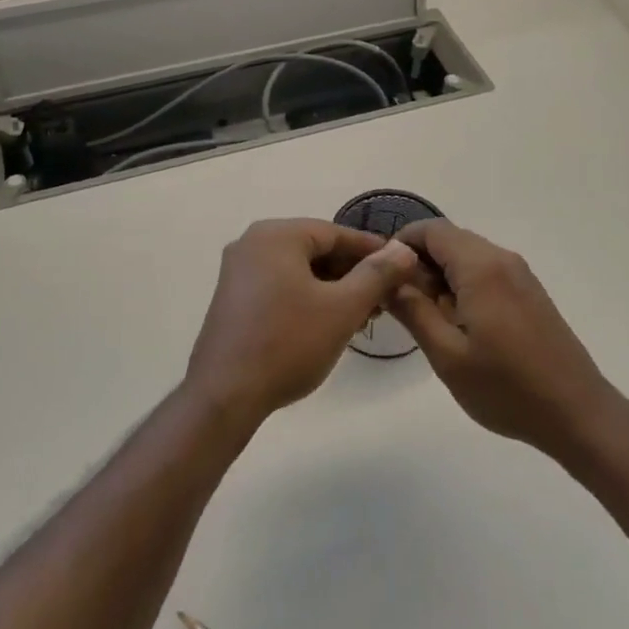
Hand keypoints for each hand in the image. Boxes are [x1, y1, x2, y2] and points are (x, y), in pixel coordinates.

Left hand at [184, 219, 418, 430]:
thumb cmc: (288, 344)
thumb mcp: (342, 308)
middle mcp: (252, 243)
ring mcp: (238, 271)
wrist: (225, 396)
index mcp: (276, 235)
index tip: (402, 267)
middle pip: (316, 249)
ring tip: (363, 314)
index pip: (336, 233)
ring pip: (299, 270)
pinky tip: (329, 322)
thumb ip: (377, 274)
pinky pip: (281, 285)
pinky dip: (308, 297)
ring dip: (333, 288)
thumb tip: (404, 249)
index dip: (373, 250)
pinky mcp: (233, 298)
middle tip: (385, 297)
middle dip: (353, 272)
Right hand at [388, 220, 617, 461]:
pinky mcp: (529, 292)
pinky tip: (458, 324)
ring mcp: (520, 275)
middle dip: (418, 263)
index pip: (431, 230)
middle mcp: (502, 259)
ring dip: (440, 276)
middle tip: (398, 303)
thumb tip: (387, 278)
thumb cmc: (506, 387)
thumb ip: (413, 310)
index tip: (380, 274)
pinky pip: (486, 272)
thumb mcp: (447, 355)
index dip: (400, 244)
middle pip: (449, 240)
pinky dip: (463, 285)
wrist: (577, 413)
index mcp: (481, 267)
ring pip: (467, 256)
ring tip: (425, 318)